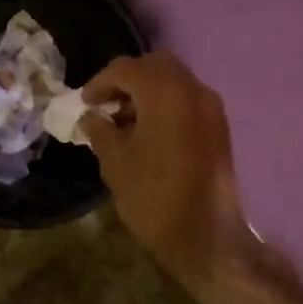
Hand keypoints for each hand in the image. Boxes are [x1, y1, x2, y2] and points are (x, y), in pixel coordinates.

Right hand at [81, 52, 253, 283]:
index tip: (84, 103)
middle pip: (155, 65)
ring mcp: (211, 108)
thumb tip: (91, 117)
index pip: (126, 69)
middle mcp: (193, 91)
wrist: (205, 237)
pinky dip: (165, 104)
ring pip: (174, 81)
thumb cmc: (153, 197)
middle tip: (105, 104)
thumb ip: (100, 131)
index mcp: (165, 94)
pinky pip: (187, 100)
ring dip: (147, 91)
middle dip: (127, 79)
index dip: (100, 83)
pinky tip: (147, 132)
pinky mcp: (218, 127)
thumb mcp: (115, 162)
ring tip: (123, 121)